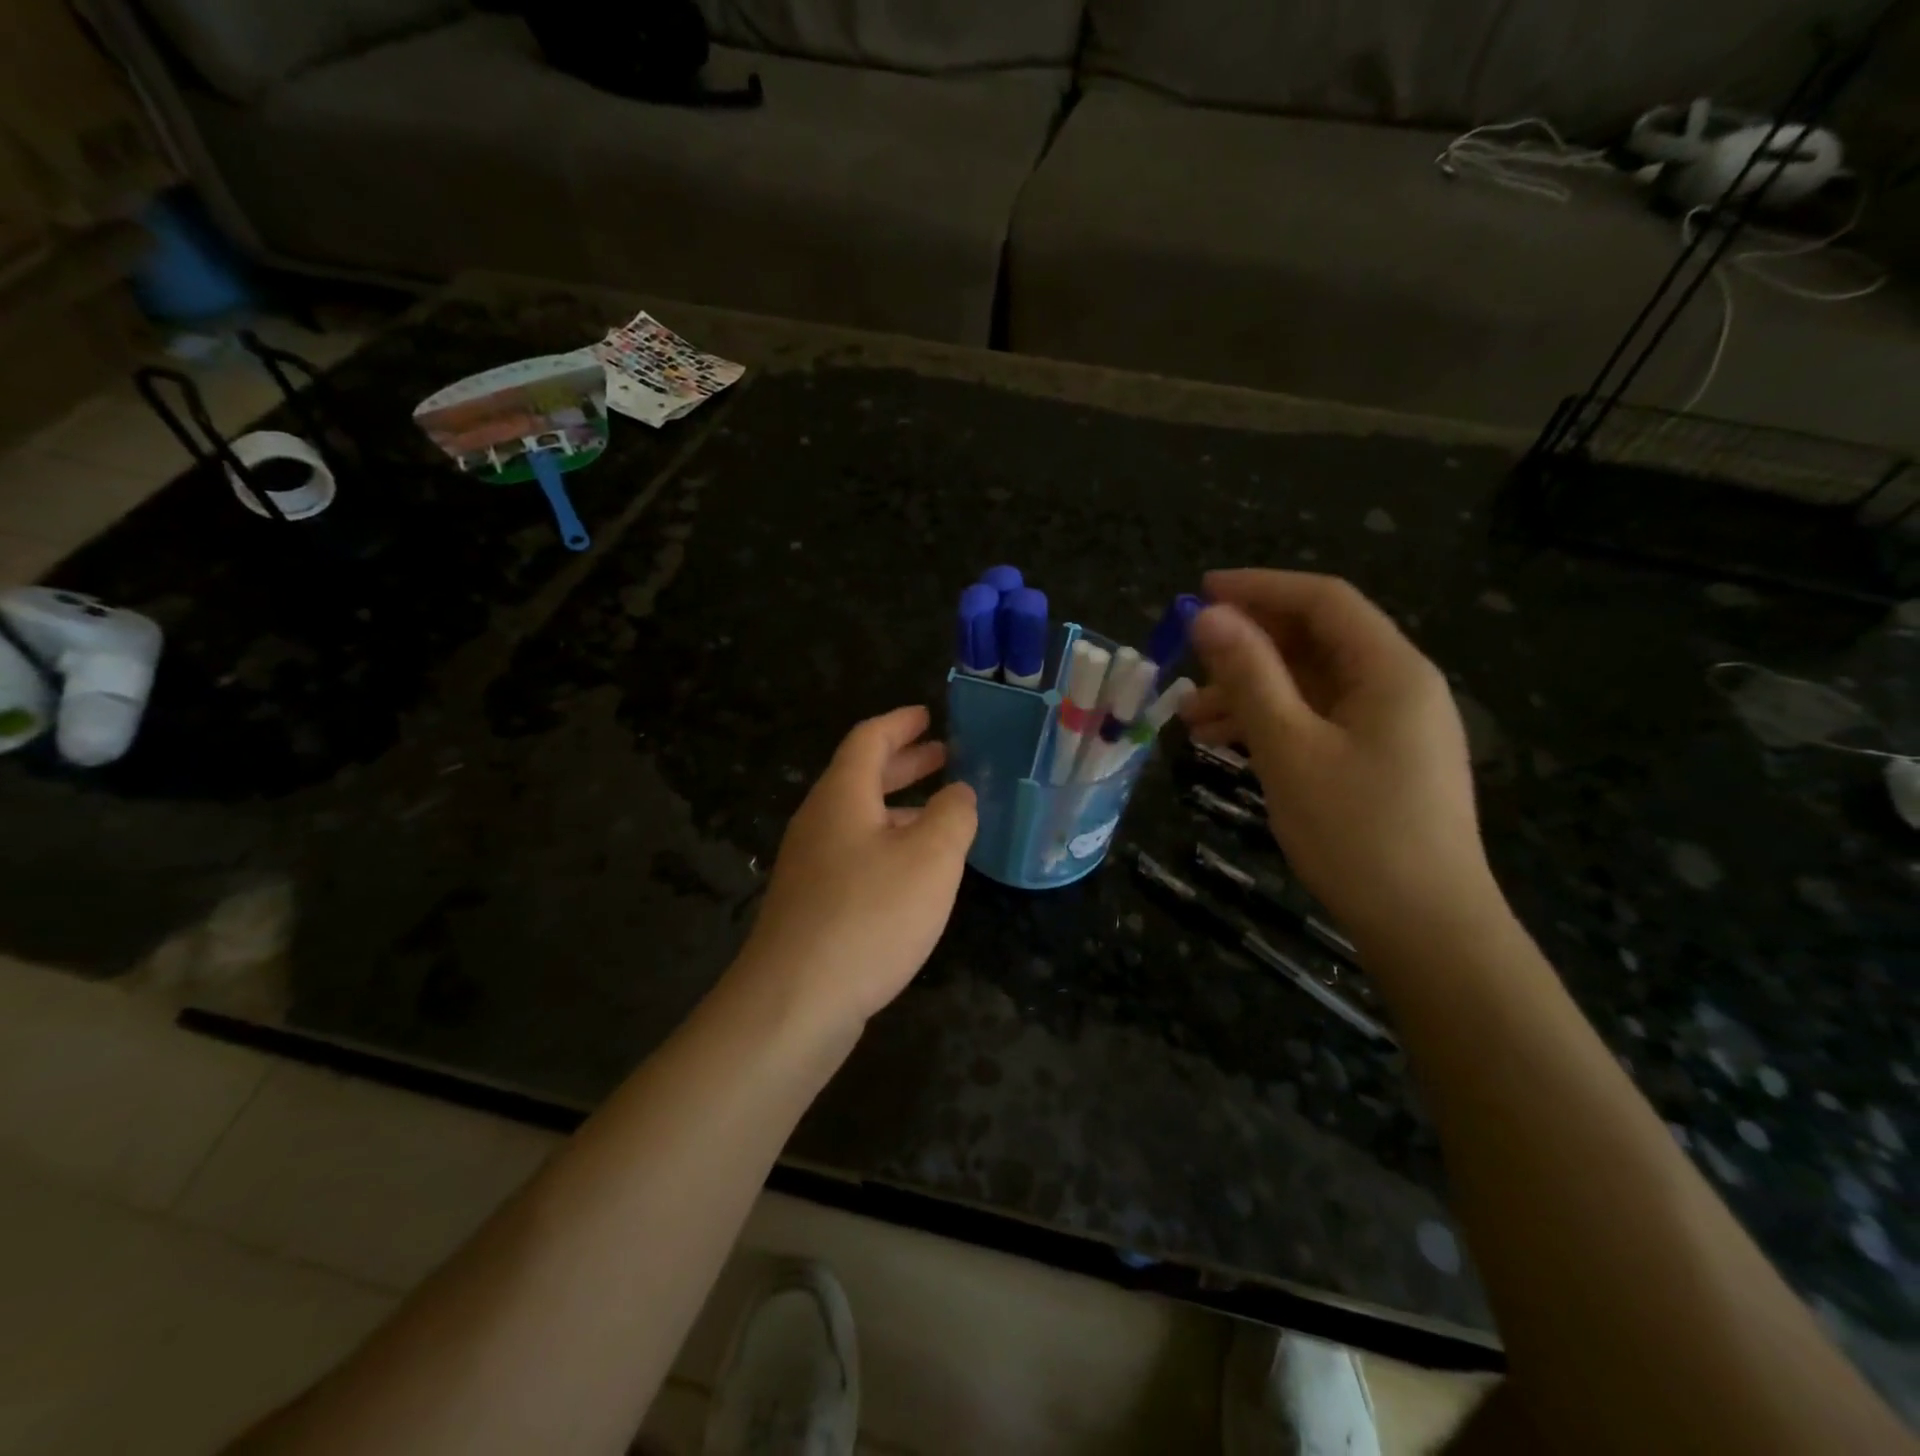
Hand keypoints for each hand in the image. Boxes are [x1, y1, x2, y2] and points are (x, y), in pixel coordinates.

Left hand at [735, 706, 977, 1028]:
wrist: (794, 1002)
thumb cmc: (869, 915)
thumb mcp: (931, 858)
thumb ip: (953, 815)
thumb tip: (958, 792)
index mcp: (842, 796)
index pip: (868, 739)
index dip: (900, 723)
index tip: (927, 715)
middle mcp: (819, 821)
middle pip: (861, 776)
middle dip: (904, 763)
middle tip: (943, 755)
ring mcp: (810, 865)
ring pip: (860, 818)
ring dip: (899, 806)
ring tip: (941, 812)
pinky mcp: (812, 903)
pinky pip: (855, 853)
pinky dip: (888, 843)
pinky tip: (913, 871)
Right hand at [1182, 570, 1496, 946]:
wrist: (1426, 929)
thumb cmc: (1356, 832)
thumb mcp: (1289, 748)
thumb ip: (1249, 675)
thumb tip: (1209, 616)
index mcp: (1390, 669)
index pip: (1323, 600)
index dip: (1260, 587)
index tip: (1200, 592)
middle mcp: (1398, 686)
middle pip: (1316, 641)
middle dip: (1248, 647)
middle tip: (1187, 659)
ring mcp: (1392, 726)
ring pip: (1311, 686)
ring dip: (1251, 691)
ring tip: (1189, 719)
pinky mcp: (1380, 761)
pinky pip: (1318, 721)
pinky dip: (1272, 723)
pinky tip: (1226, 744)